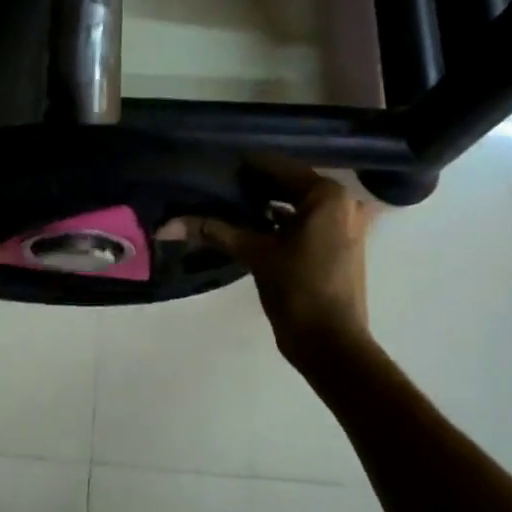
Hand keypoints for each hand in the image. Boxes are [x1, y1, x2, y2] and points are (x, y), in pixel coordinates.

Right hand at [185, 166, 378, 364]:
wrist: (332, 345)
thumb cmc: (298, 290)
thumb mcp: (256, 254)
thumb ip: (215, 231)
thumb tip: (167, 225)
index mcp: (328, 195)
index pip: (278, 167)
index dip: (244, 167)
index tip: (213, 166)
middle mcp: (342, 203)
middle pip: (288, 184)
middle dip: (253, 186)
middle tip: (215, 185)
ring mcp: (344, 225)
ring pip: (296, 205)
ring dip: (265, 205)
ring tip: (226, 204)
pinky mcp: (339, 246)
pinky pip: (305, 223)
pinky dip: (281, 223)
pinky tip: (248, 228)